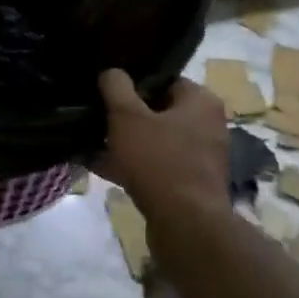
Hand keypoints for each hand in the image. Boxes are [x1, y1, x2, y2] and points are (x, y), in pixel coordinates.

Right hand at [96, 71, 231, 230]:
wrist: (186, 226)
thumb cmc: (159, 161)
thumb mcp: (128, 117)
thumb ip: (117, 88)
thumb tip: (111, 72)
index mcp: (201, 102)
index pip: (165, 80)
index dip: (134, 83)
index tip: (108, 90)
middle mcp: (208, 126)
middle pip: (159, 111)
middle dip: (126, 116)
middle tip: (97, 116)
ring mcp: (201, 158)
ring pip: (155, 142)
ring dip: (125, 143)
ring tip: (90, 142)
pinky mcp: (190, 186)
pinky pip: (156, 167)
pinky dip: (131, 166)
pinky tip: (98, 167)